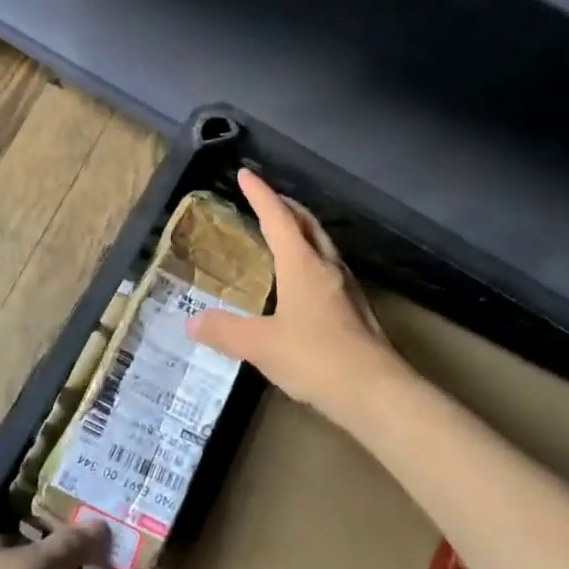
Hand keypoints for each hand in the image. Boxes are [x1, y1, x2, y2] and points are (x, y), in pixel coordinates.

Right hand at [188, 168, 400, 422]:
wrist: (377, 393)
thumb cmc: (315, 357)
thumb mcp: (260, 344)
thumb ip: (225, 330)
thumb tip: (192, 322)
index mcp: (302, 264)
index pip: (278, 217)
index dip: (260, 194)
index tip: (246, 174)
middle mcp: (327, 267)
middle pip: (307, 224)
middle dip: (286, 206)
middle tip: (267, 198)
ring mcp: (347, 289)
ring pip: (322, 245)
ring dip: (302, 231)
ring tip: (284, 233)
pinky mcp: (357, 311)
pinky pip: (329, 269)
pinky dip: (312, 258)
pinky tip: (305, 280)